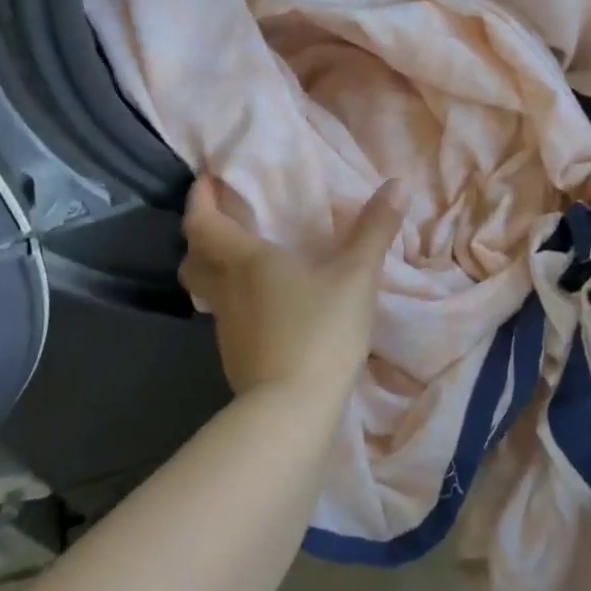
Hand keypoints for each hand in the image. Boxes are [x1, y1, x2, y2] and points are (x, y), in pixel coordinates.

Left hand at [179, 175, 406, 398]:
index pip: (202, 222)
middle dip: (202, 235)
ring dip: (215, 269)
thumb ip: (375, 229)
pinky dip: (236, 300)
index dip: (200, 198)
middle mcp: (226, 289)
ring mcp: (226, 327)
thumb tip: (396, 184)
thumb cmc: (320, 330)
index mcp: (244, 260)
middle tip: (225, 221)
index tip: (208, 180)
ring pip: (206, 289)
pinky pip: (226, 315)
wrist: (292, 410)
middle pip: (194, 257)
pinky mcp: (236, 356)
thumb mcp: (356, 276)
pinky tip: (267, 306)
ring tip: (246, 261)